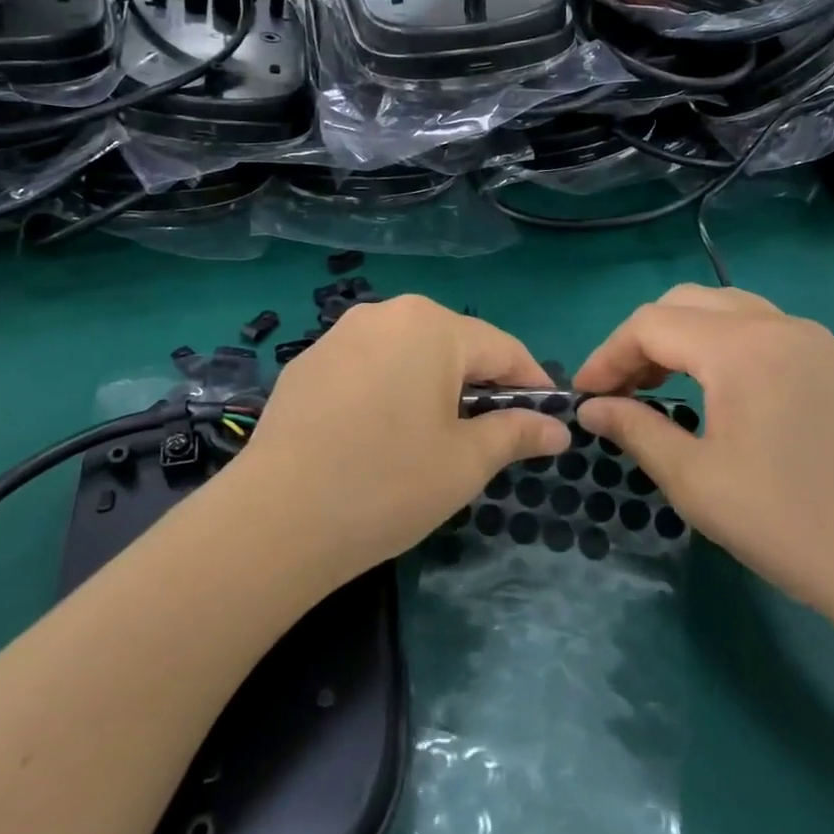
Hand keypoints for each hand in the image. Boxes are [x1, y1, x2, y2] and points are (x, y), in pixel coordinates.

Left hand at [231, 296, 570, 587]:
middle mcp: (385, 314)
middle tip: (491, 434)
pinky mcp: (307, 364)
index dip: (532, 383)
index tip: (548, 418)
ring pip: (407, 354)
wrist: (275, 519)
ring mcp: (339, 335)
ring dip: (432, 386)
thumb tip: (558, 429)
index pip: (503, 348)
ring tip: (434, 435)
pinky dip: (388, 390)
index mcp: (431, 326)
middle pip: (453, 344)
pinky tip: (378, 435)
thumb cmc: (388, 483)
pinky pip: (367, 367)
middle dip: (480, 384)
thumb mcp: (465, 462)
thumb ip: (517, 434)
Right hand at [575, 285, 833, 618]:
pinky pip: (766, 331)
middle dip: (643, 339)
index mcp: (740, 347)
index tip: (586, 395)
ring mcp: (815, 339)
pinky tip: (724, 392)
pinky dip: (726, 346)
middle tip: (622, 389)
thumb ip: (635, 430)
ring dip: (685, 337)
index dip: (608, 355)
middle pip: (686, 303)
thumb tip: (592, 409)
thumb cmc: (788, 523)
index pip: (650, 324)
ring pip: (729, 310)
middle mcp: (778, 325)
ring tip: (664, 385)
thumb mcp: (695, 481)